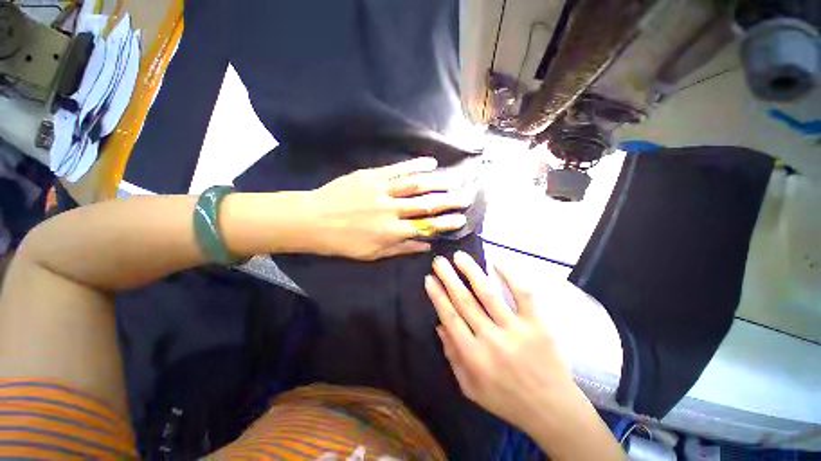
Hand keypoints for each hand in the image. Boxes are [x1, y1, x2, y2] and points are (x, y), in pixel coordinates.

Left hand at [302, 158, 470, 260]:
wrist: (313, 219)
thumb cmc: (343, 242)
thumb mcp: (372, 253)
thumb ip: (401, 248)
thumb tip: (426, 246)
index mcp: (391, 232)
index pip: (426, 227)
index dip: (445, 223)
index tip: (461, 219)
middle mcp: (391, 210)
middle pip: (426, 205)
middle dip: (449, 201)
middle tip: (466, 197)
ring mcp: (382, 190)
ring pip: (416, 185)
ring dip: (439, 183)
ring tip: (455, 181)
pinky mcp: (372, 175)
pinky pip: (398, 169)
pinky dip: (416, 164)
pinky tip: (431, 162)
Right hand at [425, 252, 623, 459]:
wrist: (551, 410)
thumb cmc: (506, 400)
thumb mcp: (470, 389)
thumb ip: (453, 356)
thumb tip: (440, 325)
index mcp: (473, 357)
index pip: (450, 317)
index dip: (437, 296)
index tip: (429, 279)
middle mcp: (491, 340)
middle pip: (464, 301)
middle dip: (448, 278)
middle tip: (439, 261)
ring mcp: (515, 330)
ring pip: (488, 294)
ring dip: (471, 272)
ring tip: (459, 256)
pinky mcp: (537, 325)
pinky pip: (523, 295)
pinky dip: (510, 276)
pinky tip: (497, 262)